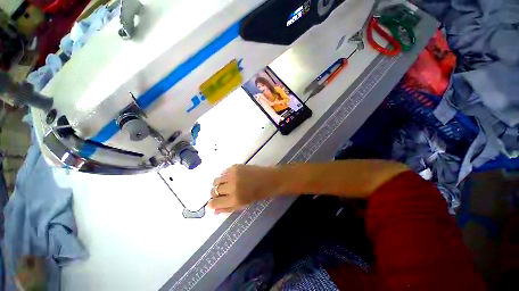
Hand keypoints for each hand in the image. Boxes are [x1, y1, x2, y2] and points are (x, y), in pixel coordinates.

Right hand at [208, 165, 279, 213]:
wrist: (269, 179)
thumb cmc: (259, 194)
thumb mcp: (244, 205)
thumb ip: (228, 208)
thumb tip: (214, 211)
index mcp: (235, 199)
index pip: (214, 202)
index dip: (212, 203)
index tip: (214, 202)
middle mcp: (232, 187)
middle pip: (214, 190)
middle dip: (216, 193)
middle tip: (222, 193)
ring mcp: (233, 175)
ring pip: (216, 180)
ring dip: (219, 184)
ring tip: (227, 184)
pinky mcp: (236, 166)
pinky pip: (224, 172)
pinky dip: (225, 176)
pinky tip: (232, 177)